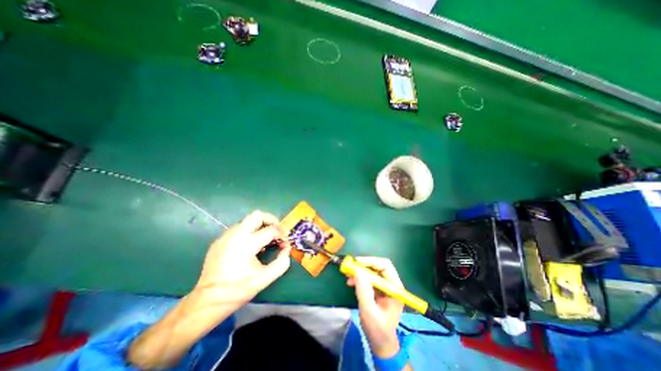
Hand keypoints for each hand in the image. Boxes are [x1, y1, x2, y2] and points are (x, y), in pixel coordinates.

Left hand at [194, 210, 291, 307]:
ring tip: (263, 241)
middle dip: (271, 220)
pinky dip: (248, 232)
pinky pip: (238, 229)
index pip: (271, 230)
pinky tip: (249, 247)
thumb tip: (287, 248)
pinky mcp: (219, 241)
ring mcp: (225, 236)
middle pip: (258, 215)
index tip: (284, 242)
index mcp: (247, 243)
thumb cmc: (238, 289)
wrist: (207, 302)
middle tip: (276, 232)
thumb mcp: (265, 278)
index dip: (281, 234)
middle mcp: (235, 235)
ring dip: (259, 226)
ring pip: (247, 221)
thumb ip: (281, 262)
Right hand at [346, 256, 403, 358]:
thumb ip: (363, 290)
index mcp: (395, 288)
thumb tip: (357, 270)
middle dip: (363, 266)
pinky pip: (368, 279)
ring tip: (348, 275)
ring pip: (372, 272)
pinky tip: (350, 282)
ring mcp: (385, 287)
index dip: (371, 261)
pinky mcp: (378, 290)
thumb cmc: (378, 329)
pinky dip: (359, 278)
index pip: (385, 266)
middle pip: (378, 267)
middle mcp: (391, 284)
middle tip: (350, 267)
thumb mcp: (369, 310)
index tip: (357, 262)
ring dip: (360, 272)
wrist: (381, 344)